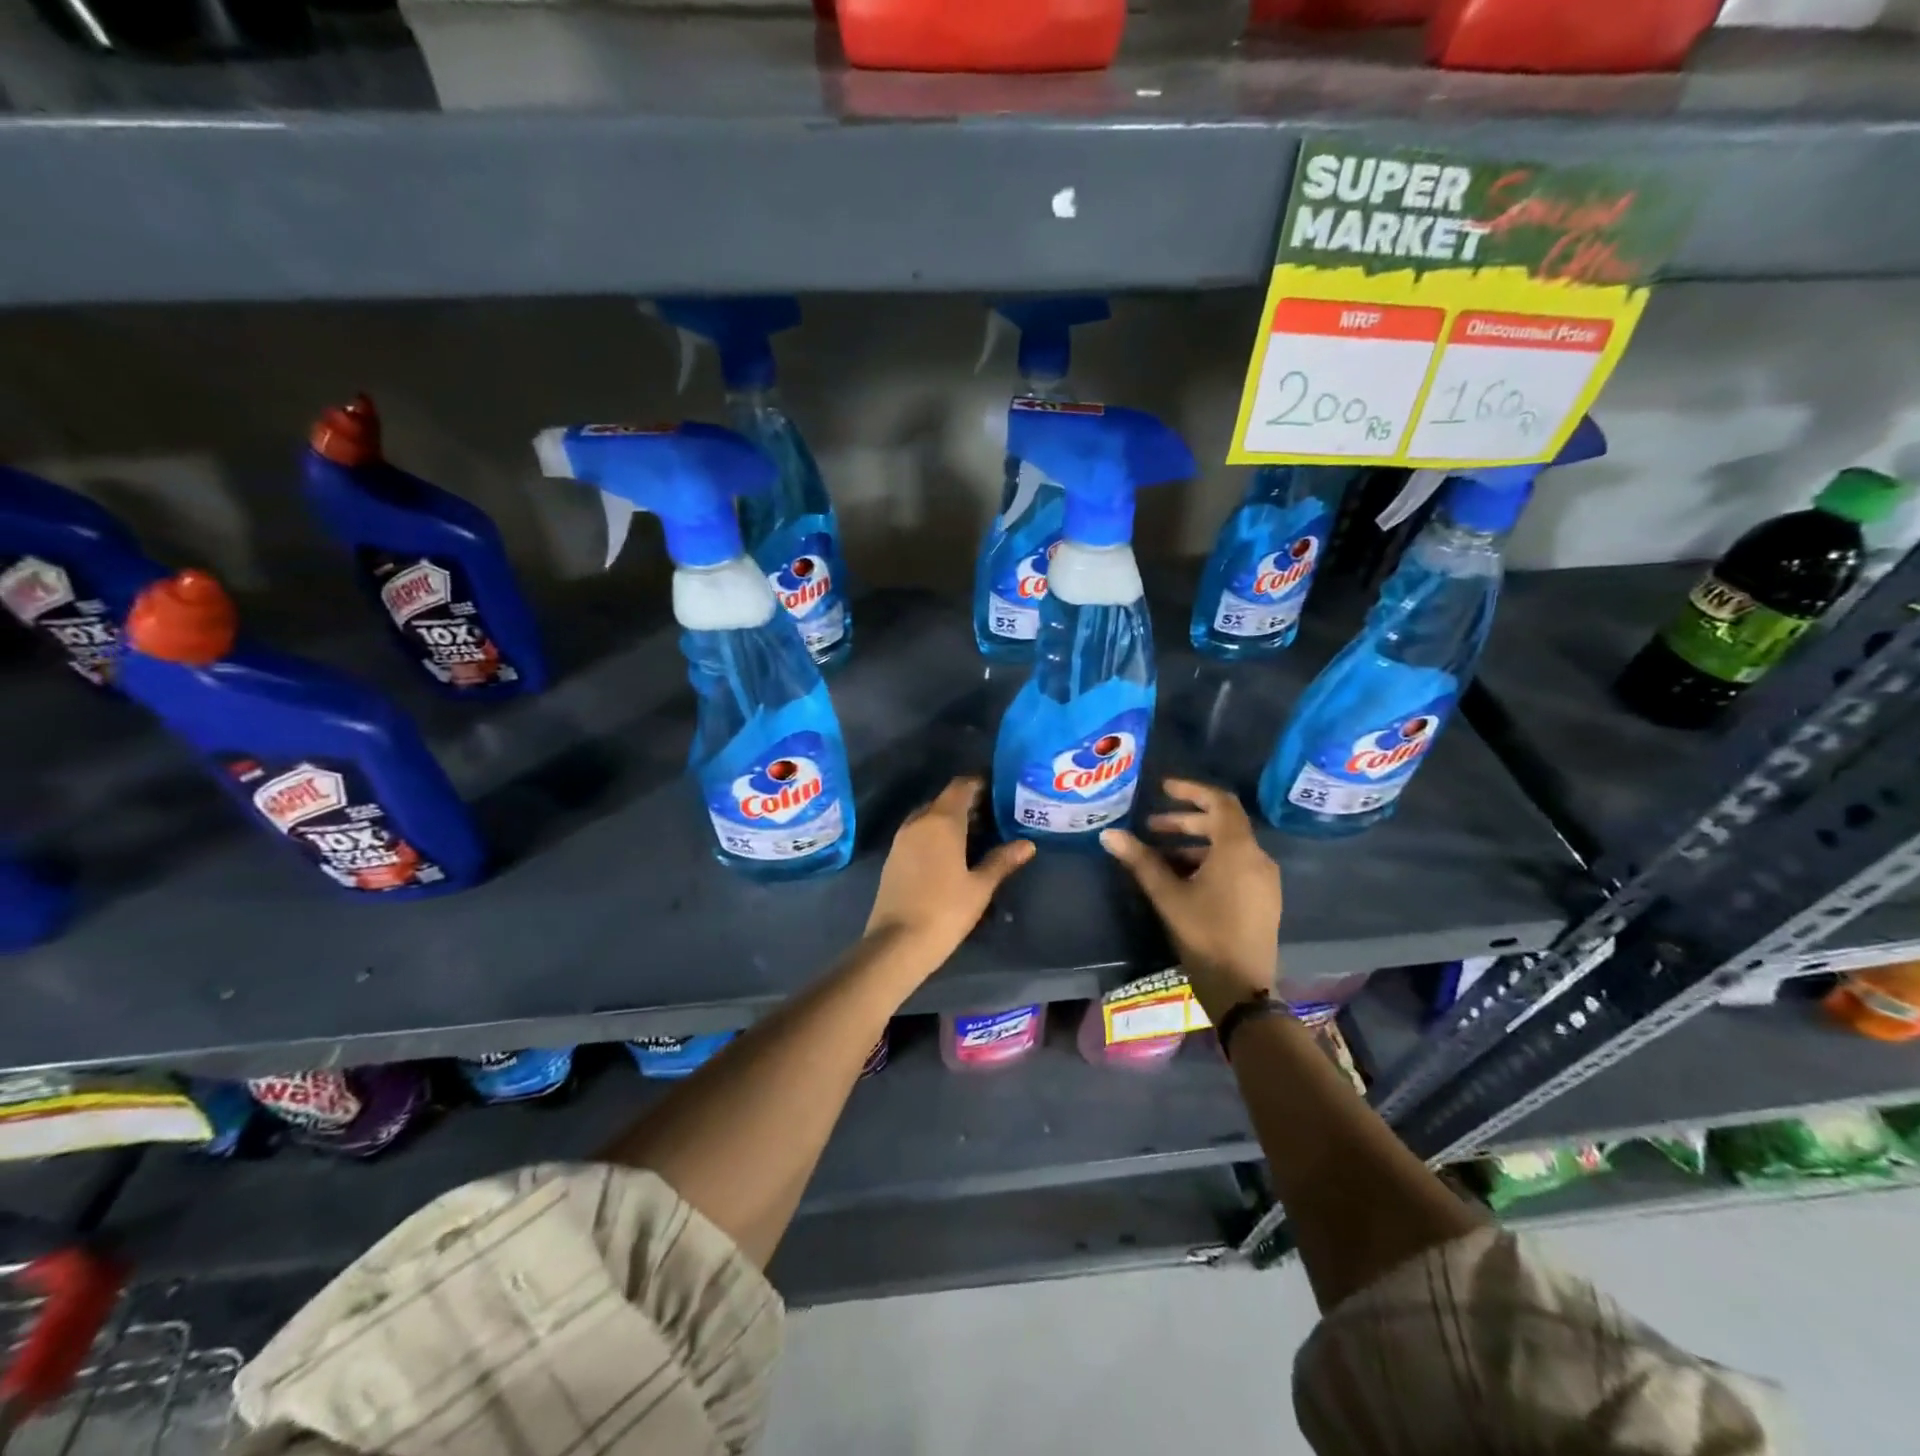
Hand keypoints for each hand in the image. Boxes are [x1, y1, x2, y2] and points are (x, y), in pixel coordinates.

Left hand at [864, 777, 1034, 975]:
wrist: (897, 943)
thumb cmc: (945, 911)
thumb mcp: (980, 887)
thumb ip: (1002, 860)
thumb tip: (1027, 844)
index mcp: (941, 821)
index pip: (961, 786)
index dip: (980, 783)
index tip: (1000, 789)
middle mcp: (919, 822)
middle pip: (945, 800)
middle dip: (969, 803)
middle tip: (996, 815)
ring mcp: (902, 839)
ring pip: (930, 816)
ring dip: (952, 819)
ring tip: (978, 834)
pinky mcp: (894, 857)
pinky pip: (919, 832)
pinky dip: (937, 833)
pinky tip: (953, 853)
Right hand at [1100, 778, 1281, 1015]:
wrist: (1241, 988)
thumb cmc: (1204, 934)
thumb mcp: (1168, 895)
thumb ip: (1141, 860)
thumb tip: (1109, 834)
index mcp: (1238, 850)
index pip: (1220, 802)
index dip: (1192, 790)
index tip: (1163, 788)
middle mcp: (1257, 858)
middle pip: (1223, 824)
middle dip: (1186, 820)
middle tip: (1152, 826)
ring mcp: (1264, 880)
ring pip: (1228, 846)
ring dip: (1194, 843)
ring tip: (1160, 855)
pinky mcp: (1262, 898)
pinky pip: (1235, 865)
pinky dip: (1208, 860)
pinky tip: (1182, 877)